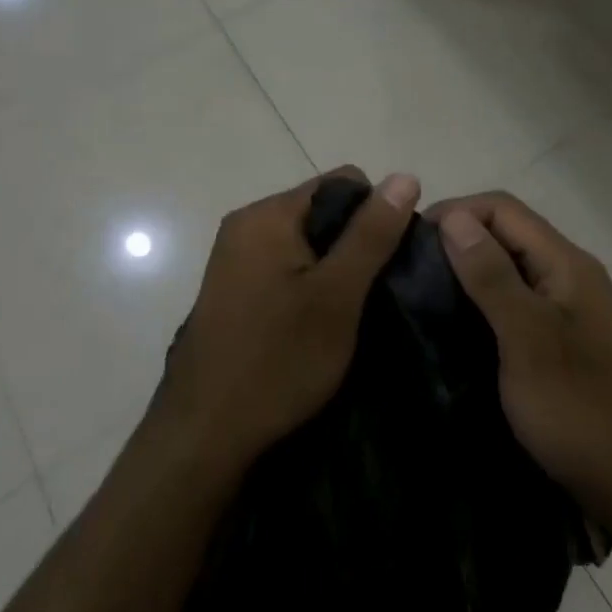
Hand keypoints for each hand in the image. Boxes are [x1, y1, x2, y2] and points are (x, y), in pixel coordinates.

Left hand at [155, 167, 420, 471]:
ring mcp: (235, 258)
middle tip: (369, 295)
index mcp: (268, 215)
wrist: (205, 435)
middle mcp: (246, 225)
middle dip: (354, 244)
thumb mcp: (337, 296)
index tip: (385, 265)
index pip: (342, 183)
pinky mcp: (233, 289)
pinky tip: (318, 324)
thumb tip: (405, 176)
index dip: (375, 215)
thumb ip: (371, 234)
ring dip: (333, 269)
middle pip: (322, 211)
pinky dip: (309, 286)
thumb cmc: (277, 360)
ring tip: (348, 314)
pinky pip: (285, 267)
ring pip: (306, 243)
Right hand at [432, 193, 611, 529]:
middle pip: (508, 233)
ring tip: (423, 297)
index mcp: (566, 263)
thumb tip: (453, 217)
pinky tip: (457, 328)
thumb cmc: (582, 410)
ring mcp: (570, 310)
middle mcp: (570, 275)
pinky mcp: (564, 342)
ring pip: (511, 269)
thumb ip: (491, 276)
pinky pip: (517, 303)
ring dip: (469, 272)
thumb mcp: (527, 339)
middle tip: (409, 271)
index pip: (502, 208)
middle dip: (458, 239)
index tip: (410, 242)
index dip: (455, 212)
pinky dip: (484, 303)